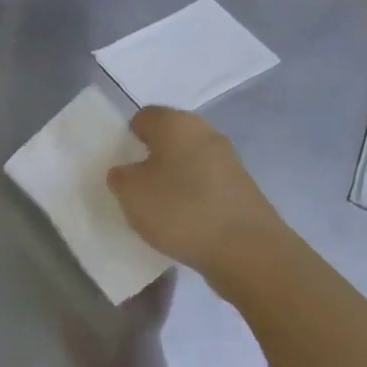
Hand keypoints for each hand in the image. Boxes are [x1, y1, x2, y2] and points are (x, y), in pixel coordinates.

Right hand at [107, 106, 296, 289]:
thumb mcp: (130, 193)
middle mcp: (205, 133)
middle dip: (150, 159)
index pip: (143, 118)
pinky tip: (184, 222)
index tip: (120, 165)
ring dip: (172, 180)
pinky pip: (205, 185)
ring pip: (188, 162)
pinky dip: (192, 198)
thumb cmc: (180, 209)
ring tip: (158, 210)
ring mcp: (229, 160)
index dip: (127, 138)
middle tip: (134, 188)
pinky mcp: (242, 188)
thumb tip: (127, 172)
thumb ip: (120, 177)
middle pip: (169, 139)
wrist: (246, 249)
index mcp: (176, 123)